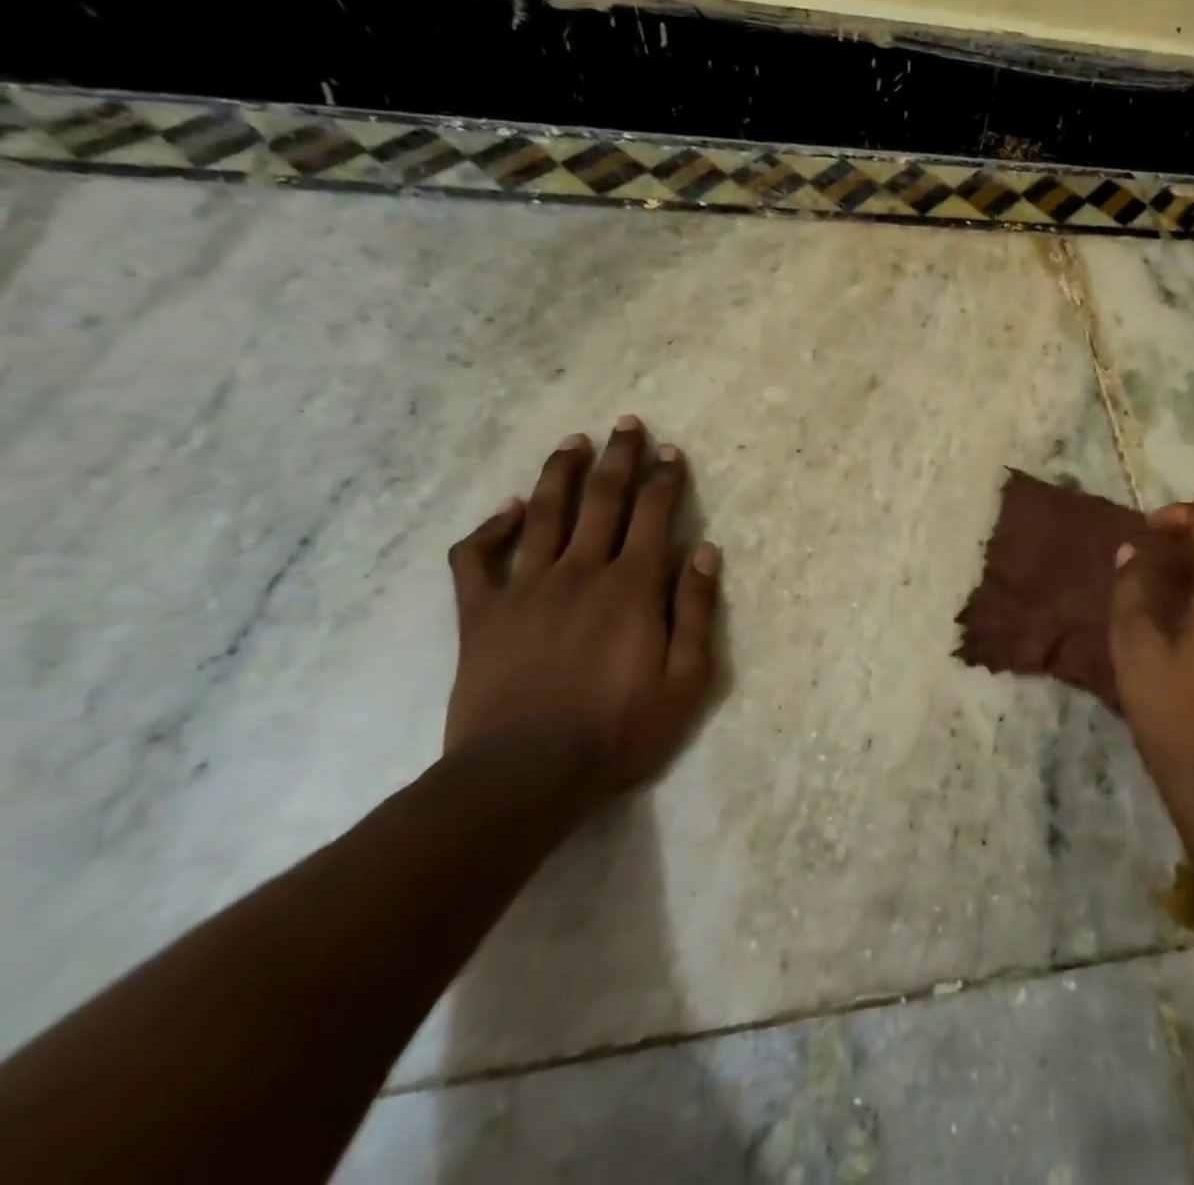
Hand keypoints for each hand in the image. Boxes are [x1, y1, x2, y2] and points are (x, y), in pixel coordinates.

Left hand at [444, 416, 721, 794]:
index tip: (671, 451)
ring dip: (560, 473)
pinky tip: (505, 510)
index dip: (665, 479)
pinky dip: (489, 529)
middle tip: (626, 424)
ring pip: (544, 514)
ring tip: (573, 442)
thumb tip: (706, 552)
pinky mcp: (482, 614)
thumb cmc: (618, 731)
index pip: (654, 515)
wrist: (523, 777)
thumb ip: (696, 612)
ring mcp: (526, 588)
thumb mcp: (685, 681)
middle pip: (602, 499)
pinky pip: (478, 559)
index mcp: (632, 587)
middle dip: (618, 458)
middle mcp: (581, 572)